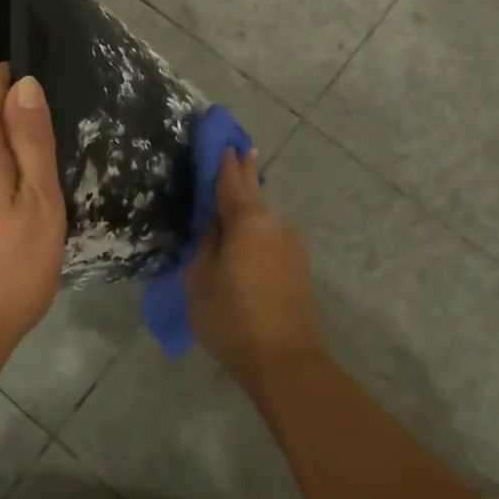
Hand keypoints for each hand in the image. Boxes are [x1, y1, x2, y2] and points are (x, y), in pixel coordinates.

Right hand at [186, 150, 321, 392]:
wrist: (283, 362)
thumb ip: (206, 242)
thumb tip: (214, 223)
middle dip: (243, 171)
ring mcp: (291, 245)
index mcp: (248, 221)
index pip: (231, 179)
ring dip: (249, 205)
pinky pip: (270, 236)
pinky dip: (256, 229)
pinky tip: (246, 237)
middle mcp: (275, 224)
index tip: (222, 137)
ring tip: (233, 198)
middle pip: (253, 192)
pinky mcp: (298, 266)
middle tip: (237, 148)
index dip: (224, 159)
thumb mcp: (200, 278)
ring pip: (263, 217)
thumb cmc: (231, 317)